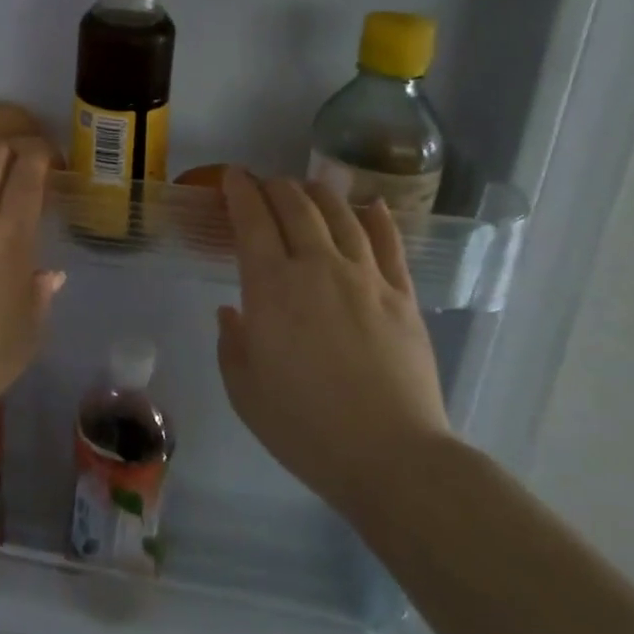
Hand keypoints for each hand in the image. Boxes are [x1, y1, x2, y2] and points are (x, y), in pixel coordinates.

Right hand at [215, 171, 451, 515]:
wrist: (391, 457)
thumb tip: (232, 312)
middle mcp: (317, 266)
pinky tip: (369, 206)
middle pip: (295, 206)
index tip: (232, 176)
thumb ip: (232, 344)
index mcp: (271, 286)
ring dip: (319, 193)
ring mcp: (365, 277)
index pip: (252, 219)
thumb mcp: (245, 392)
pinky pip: (389, 243)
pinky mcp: (401, 295)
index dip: (239, 190)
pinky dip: (376, 218)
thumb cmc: (305, 427)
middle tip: (264, 184)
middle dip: (275, 186)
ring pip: (340, 214)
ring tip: (308, 186)